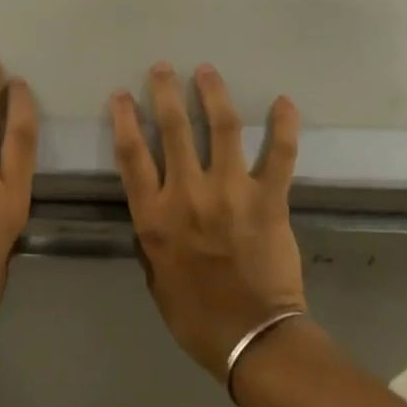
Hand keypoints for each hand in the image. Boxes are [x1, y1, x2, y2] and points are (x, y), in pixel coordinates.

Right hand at [110, 63, 304, 377]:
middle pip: (173, 130)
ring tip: (207, 71)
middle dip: (165, 92)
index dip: (124, 120)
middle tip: (163, 68)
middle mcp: (188, 195)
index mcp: (155, 217)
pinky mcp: (269, 200)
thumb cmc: (196, 315)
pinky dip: (284, 126)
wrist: (251, 339)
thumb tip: (157, 210)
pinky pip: (280, 155)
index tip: (121, 95)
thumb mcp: (155, 276)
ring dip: (213, 94)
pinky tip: (284, 102)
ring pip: (222, 129)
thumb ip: (153, 236)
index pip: (132, 155)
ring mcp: (231, 193)